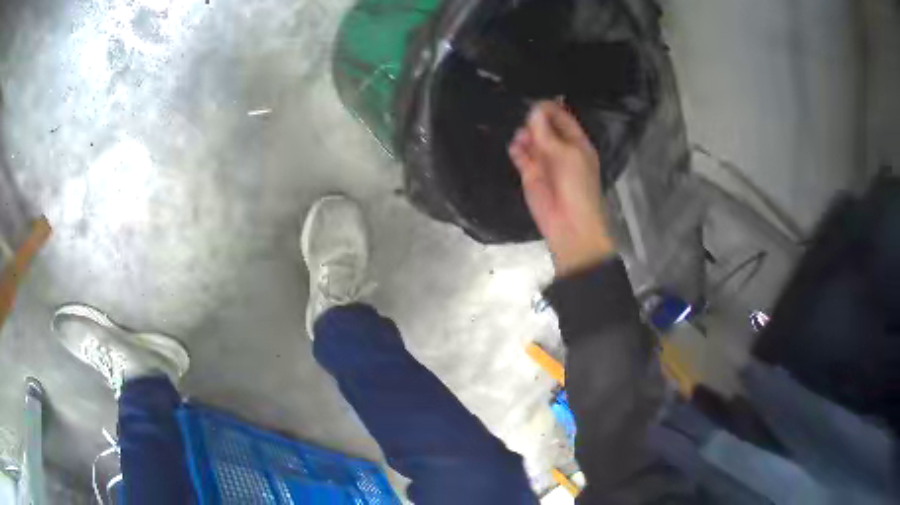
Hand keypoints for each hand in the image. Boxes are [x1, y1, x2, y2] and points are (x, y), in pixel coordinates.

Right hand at [509, 101, 615, 275]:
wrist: (570, 223)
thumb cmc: (577, 185)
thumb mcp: (566, 154)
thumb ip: (548, 132)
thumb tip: (534, 110)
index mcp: (576, 142)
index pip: (562, 118)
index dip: (550, 109)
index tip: (535, 102)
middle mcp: (560, 149)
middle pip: (544, 127)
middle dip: (534, 121)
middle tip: (527, 122)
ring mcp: (544, 162)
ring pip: (531, 140)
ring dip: (525, 135)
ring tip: (523, 138)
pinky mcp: (530, 175)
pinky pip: (521, 156)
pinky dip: (517, 151)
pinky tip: (516, 149)